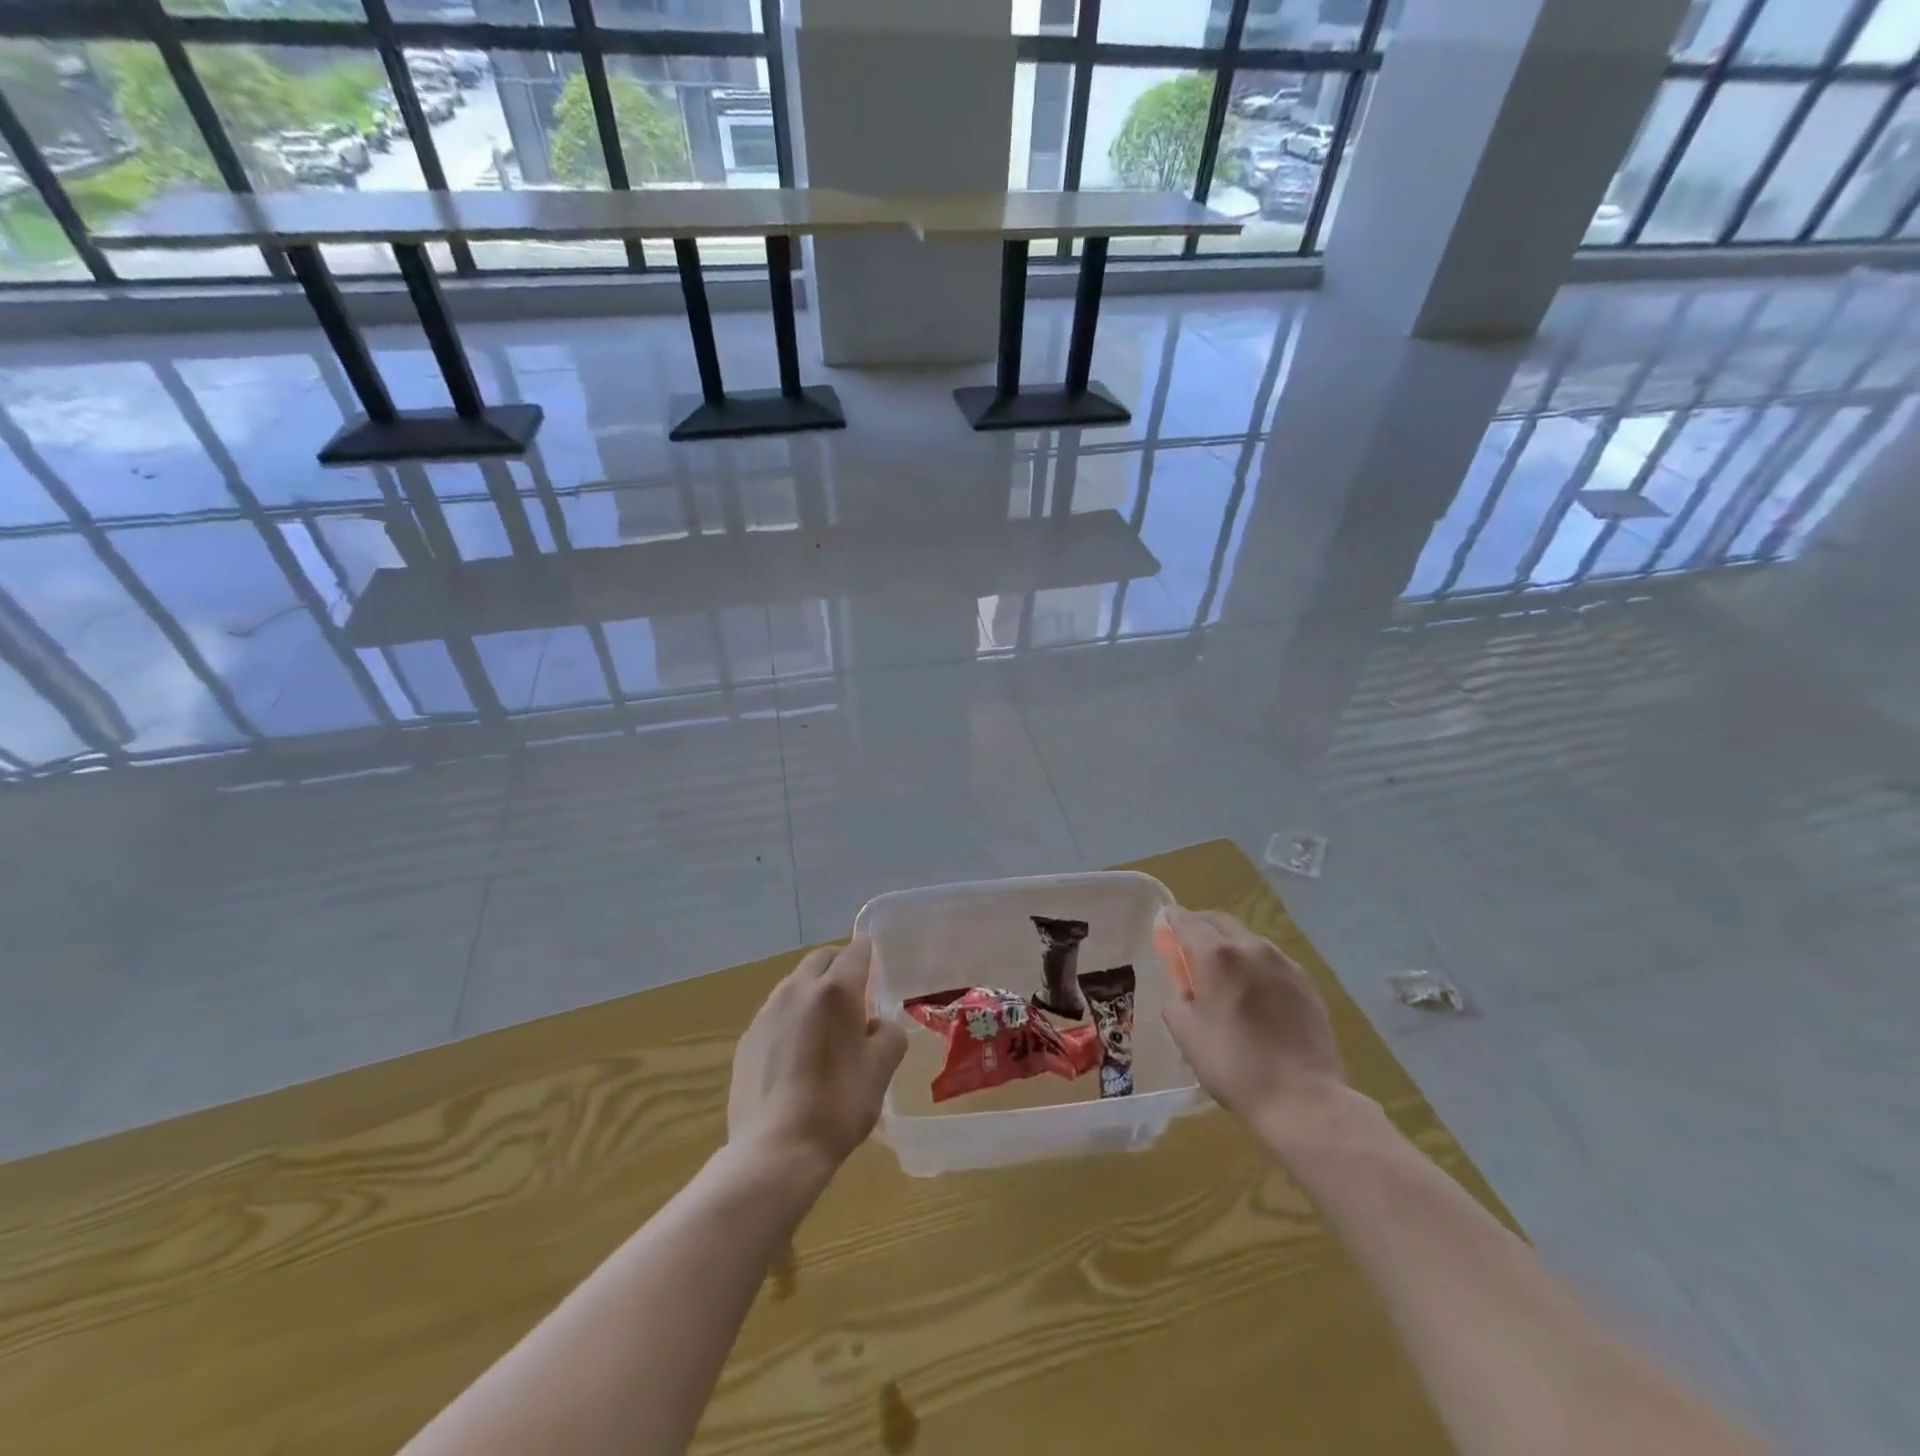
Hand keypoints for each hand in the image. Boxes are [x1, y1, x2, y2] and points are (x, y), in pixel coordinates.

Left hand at [727, 936, 906, 1173]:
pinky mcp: (746, 1039)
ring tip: (825, 1033)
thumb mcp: (881, 1070)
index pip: (856, 951)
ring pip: (795, 984)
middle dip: (840, 969)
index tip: (877, 976)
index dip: (869, 957)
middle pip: (822, 959)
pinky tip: (797, 1059)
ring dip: (813, 994)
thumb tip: (876, 1025)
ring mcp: (766, 1013)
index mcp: (836, 990)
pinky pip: (776, 1014)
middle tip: (855, 1002)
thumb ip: (888, 1034)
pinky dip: (791, 1020)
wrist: (775, 1150)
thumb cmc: (838, 1105)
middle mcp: (797, 989)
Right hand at [1154, 908, 1347, 1143]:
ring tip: (1223, 972)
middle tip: (1188, 946)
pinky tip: (1254, 992)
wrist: (1303, 1099)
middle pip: (1219, 922)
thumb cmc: (1235, 1065)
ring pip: (1249, 940)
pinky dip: (1256, 966)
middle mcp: (1252, 948)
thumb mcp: (1187, 1035)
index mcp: (1217, 955)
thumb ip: (1177, 1003)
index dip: (1172, 920)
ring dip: (1230, 946)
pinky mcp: (1307, 984)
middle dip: (1200, 927)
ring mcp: (1284, 964)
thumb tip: (1184, 995)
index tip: (1164, 925)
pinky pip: (1272, 962)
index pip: (1187, 921)